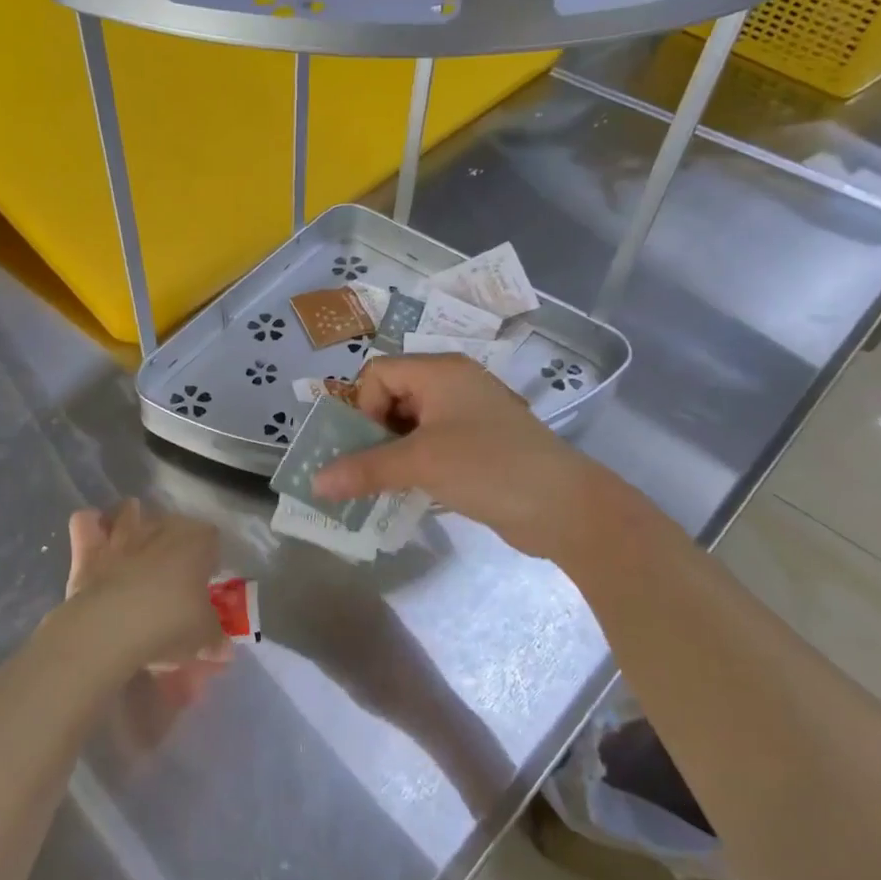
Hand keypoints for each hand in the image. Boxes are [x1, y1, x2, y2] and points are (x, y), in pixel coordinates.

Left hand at [62, 499, 228, 672]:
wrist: (111, 627)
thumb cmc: (169, 623)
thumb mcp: (203, 637)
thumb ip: (214, 638)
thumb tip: (223, 648)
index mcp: (196, 542)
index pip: (211, 537)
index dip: (209, 557)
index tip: (205, 579)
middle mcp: (160, 529)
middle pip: (171, 522)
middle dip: (173, 540)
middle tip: (172, 572)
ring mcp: (123, 535)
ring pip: (129, 511)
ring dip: (131, 521)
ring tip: (133, 544)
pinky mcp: (89, 548)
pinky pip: (86, 522)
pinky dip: (90, 526)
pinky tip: (95, 539)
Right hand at [311, 354, 637, 563]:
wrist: (565, 508)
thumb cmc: (488, 467)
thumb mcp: (420, 464)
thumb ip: (364, 469)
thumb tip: (315, 482)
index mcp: (440, 372)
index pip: (378, 373)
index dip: (363, 407)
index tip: (367, 446)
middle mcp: (453, 384)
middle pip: (393, 396)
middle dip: (372, 432)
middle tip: (367, 469)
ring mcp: (469, 415)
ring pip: (412, 424)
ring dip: (391, 452)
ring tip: (383, 485)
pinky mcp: (480, 445)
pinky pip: (432, 444)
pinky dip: (415, 464)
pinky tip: (411, 491)